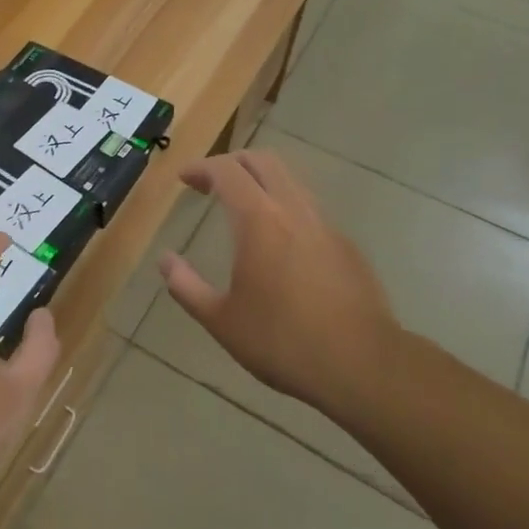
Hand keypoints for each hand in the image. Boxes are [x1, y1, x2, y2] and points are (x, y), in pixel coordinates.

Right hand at [159, 150, 400, 414]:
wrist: (363, 366)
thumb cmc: (283, 342)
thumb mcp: (221, 321)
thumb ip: (186, 286)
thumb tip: (164, 261)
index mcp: (259, 221)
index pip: (227, 171)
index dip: (202, 168)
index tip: (184, 179)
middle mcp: (294, 211)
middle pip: (263, 162)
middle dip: (233, 163)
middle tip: (211, 183)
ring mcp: (326, 226)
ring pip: (291, 182)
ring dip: (262, 182)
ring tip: (242, 208)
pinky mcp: (347, 247)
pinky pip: (310, 210)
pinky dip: (286, 208)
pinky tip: (279, 244)